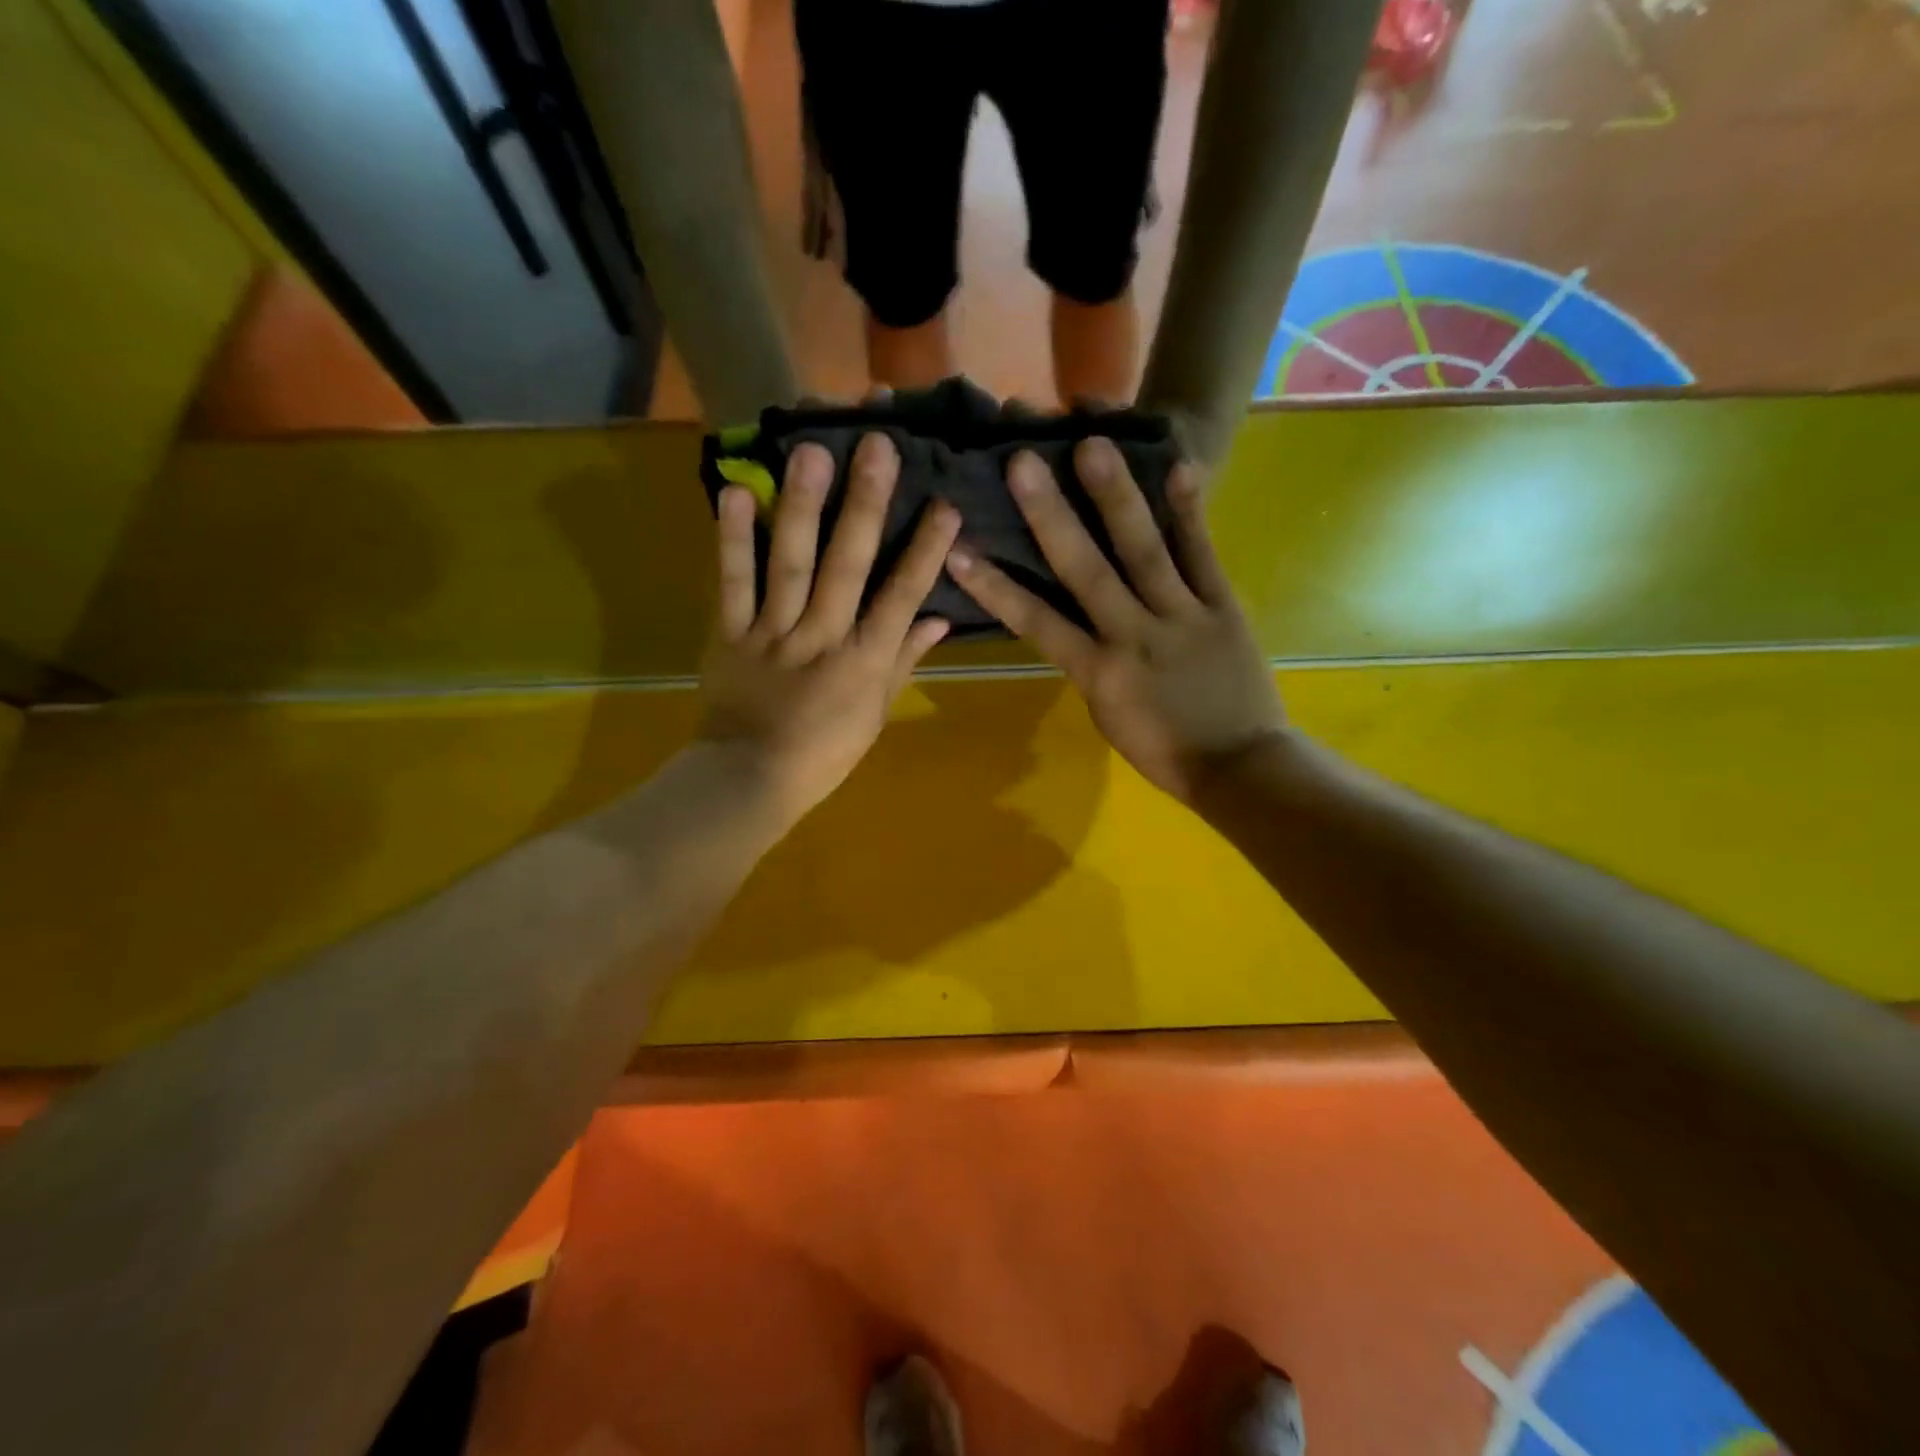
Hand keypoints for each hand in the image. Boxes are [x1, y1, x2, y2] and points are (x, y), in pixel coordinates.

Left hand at [698, 433, 959, 828]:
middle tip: (877, 447)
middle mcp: (822, 638)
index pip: (901, 598)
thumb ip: (903, 663)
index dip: (925, 551)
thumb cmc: (824, 753)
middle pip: (847, 567)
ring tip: (810, 453)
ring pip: (790, 565)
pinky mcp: (729, 634)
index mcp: (863, 662)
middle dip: (865, 506)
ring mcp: (772, 633)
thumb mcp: (876, 714)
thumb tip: (939, 620)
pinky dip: (732, 540)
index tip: (944, 503)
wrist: (749, 779)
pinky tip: (734, 492)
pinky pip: (731, 584)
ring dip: (801, 508)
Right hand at [946, 438, 1282, 802]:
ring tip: (1094, 445)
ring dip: (1116, 498)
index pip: (1037, 623)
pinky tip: (1179, 466)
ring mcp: (1181, 616)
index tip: (958, 550)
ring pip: (1144, 552)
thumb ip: (1088, 663)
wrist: (1241, 767)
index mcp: (1098, 673)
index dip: (996, 587)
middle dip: (1050, 517)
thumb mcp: (1108, 715)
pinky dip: (1190, 513)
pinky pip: (1203, 556)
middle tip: (1022, 463)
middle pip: (1086, 572)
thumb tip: (1071, 620)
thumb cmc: (1164, 750)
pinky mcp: (1223, 606)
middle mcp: (1133, 635)